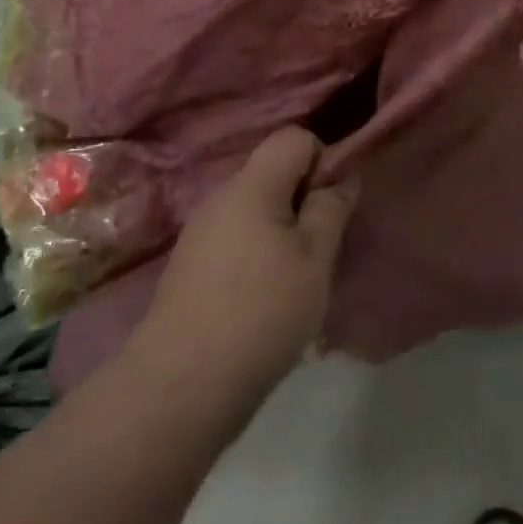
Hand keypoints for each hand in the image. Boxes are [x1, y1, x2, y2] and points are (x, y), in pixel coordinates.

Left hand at [141, 127, 359, 401]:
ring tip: (298, 277)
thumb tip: (341, 174)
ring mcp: (200, 233)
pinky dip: (260, 252)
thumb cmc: (262, 312)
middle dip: (305, 198)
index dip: (323, 159)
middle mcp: (220, 198)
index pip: (293, 137)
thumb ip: (330, 208)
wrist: (181, 386)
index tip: (334, 203)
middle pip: (273, 173)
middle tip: (323, 245)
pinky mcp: (191, 266)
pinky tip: (266, 297)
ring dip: (284, 229)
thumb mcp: (314, 259)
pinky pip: (237, 237)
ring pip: (256, 208)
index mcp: (251, 186)